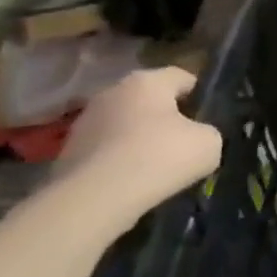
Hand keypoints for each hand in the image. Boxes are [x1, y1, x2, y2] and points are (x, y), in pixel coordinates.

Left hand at [53, 67, 222, 230]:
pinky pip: (104, 152)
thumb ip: (208, 133)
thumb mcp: (209, 144)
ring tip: (154, 170)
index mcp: (147, 81)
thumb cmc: (159, 157)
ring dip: (138, 141)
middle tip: (183, 144)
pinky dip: (117, 163)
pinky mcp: (66, 153)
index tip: (207, 119)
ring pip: (124, 126)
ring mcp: (84, 123)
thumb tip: (197, 139)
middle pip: (149, 101)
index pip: (182, 77)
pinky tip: (129, 184)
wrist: (93, 200)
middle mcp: (112, 92)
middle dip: (166, 119)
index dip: (199, 95)